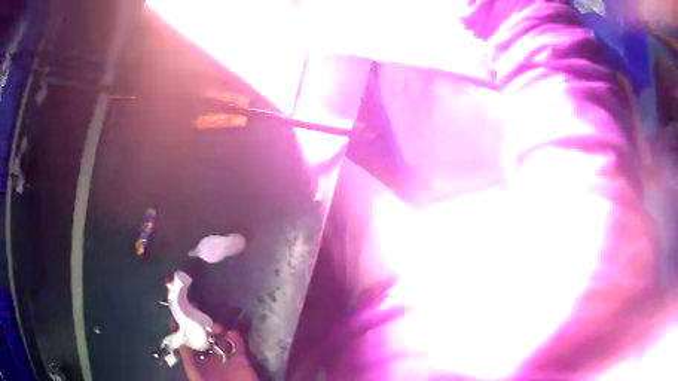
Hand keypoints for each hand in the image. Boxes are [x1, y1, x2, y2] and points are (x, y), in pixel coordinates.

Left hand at [179, 324, 258, 380]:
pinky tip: (232, 334)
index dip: (182, 330)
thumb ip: (188, 360)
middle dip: (201, 326)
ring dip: (217, 330)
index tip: (179, 315)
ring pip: (220, 339)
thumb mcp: (196, 375)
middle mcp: (209, 359)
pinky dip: (235, 337)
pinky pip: (238, 345)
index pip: (187, 343)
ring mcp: (225, 359)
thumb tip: (181, 342)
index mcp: (196, 363)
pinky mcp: (241, 359)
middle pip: (203, 338)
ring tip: (217, 328)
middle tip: (201, 316)